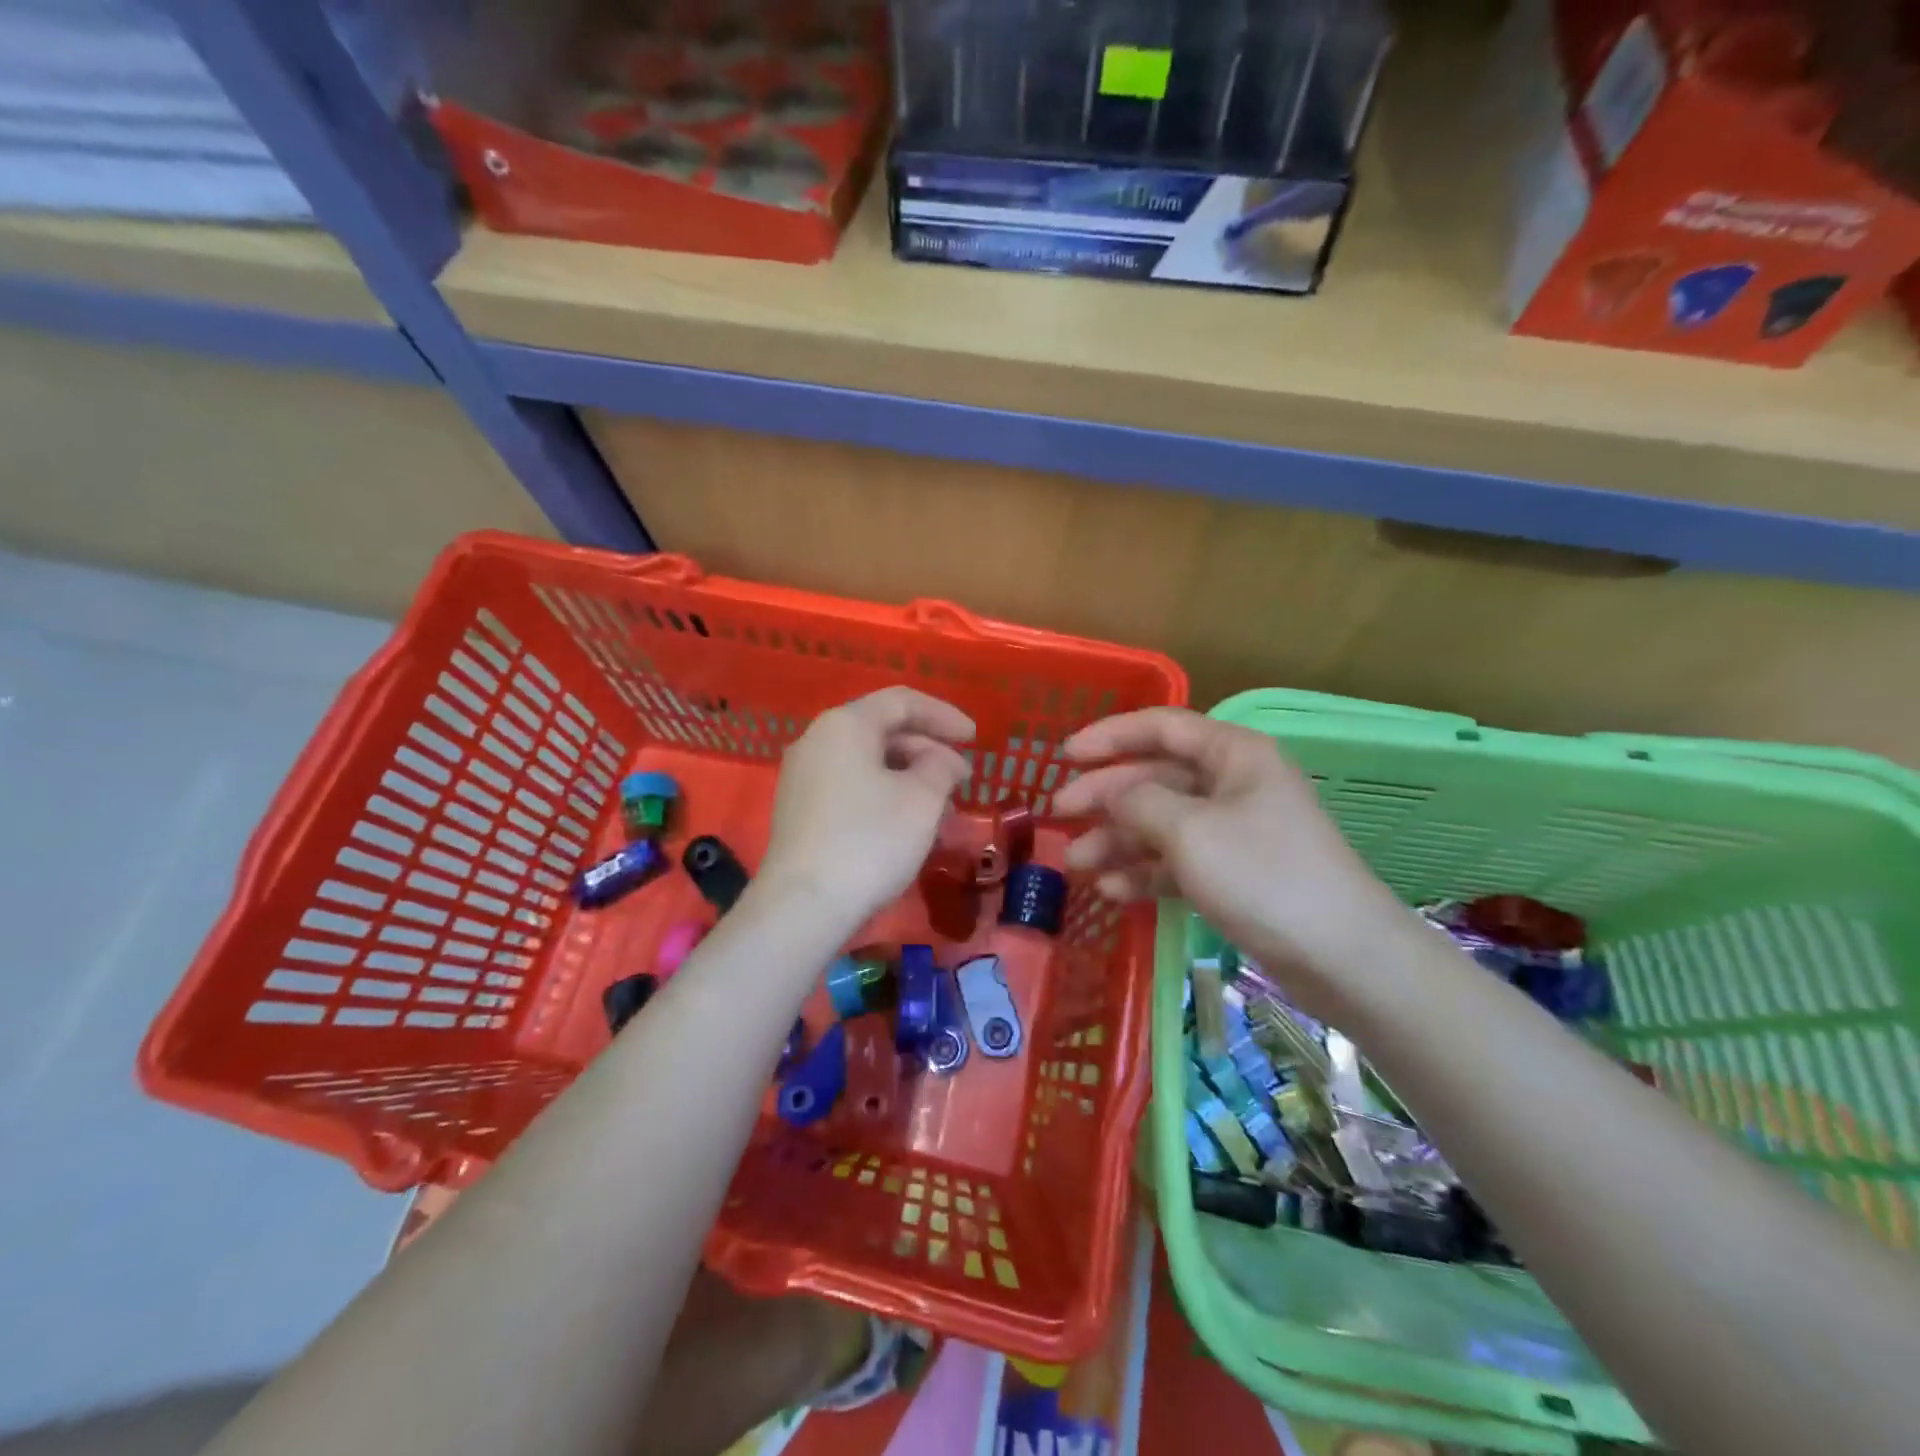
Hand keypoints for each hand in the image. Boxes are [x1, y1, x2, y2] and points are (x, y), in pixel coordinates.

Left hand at [760, 687, 974, 925]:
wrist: (804, 906)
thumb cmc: (870, 840)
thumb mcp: (922, 798)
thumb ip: (941, 767)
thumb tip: (941, 761)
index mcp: (845, 724)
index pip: (902, 702)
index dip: (943, 715)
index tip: (974, 738)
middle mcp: (817, 741)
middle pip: (882, 731)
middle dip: (928, 751)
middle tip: (962, 780)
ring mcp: (803, 777)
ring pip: (868, 764)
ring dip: (910, 778)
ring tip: (943, 810)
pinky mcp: (800, 812)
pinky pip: (852, 788)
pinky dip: (885, 797)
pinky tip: (909, 827)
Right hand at [1054, 708, 1407, 1013]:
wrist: (1343, 956)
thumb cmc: (1263, 875)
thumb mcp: (1189, 831)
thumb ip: (1138, 802)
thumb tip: (1110, 791)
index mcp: (1233, 755)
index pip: (1161, 727)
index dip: (1109, 736)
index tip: (1065, 755)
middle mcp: (1233, 784)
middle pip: (1155, 777)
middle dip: (1105, 796)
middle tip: (1058, 814)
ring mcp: (1234, 831)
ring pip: (1161, 823)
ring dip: (1118, 840)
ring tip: (1076, 864)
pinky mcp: (1235, 874)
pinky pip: (1178, 860)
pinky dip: (1145, 871)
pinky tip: (1111, 889)